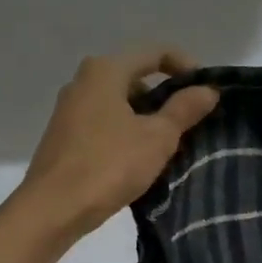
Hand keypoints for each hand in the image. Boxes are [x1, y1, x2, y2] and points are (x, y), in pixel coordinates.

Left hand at [16, 48, 220, 237]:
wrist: (53, 209)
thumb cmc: (109, 165)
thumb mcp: (157, 137)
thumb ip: (184, 109)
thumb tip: (208, 90)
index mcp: (105, 71)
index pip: (155, 53)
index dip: (186, 67)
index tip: (205, 94)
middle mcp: (83, 82)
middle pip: (136, 78)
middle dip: (166, 97)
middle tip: (190, 123)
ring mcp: (70, 110)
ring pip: (120, 104)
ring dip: (147, 119)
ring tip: (170, 146)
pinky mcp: (65, 137)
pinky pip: (105, 124)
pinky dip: (127, 134)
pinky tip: (140, 160)